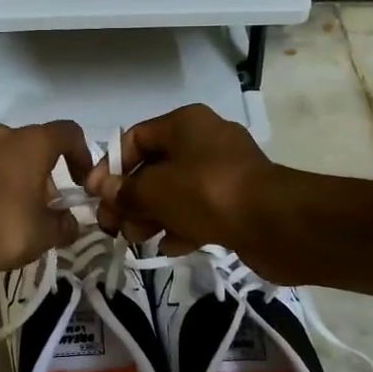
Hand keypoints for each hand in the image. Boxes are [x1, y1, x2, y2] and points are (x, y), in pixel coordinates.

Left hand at [0, 121, 92, 278]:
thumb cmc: (3, 227)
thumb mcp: (46, 233)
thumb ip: (65, 224)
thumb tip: (71, 224)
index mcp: (31, 142)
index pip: (68, 133)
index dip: (82, 155)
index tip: (82, 182)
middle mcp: (2, 135)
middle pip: (35, 145)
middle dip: (46, 172)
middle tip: (49, 204)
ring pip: (8, 155)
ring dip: (20, 176)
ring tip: (22, 211)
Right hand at [90, 105, 286, 273]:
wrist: (276, 224)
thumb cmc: (207, 193)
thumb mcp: (155, 190)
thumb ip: (124, 191)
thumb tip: (102, 190)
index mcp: (185, 124)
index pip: (135, 138)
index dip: (110, 167)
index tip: (96, 196)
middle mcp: (204, 141)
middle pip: (154, 167)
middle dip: (131, 198)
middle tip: (113, 226)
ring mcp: (224, 172)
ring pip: (176, 192)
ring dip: (152, 215)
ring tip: (137, 239)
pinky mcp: (238, 201)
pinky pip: (199, 210)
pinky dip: (181, 226)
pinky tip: (169, 247)